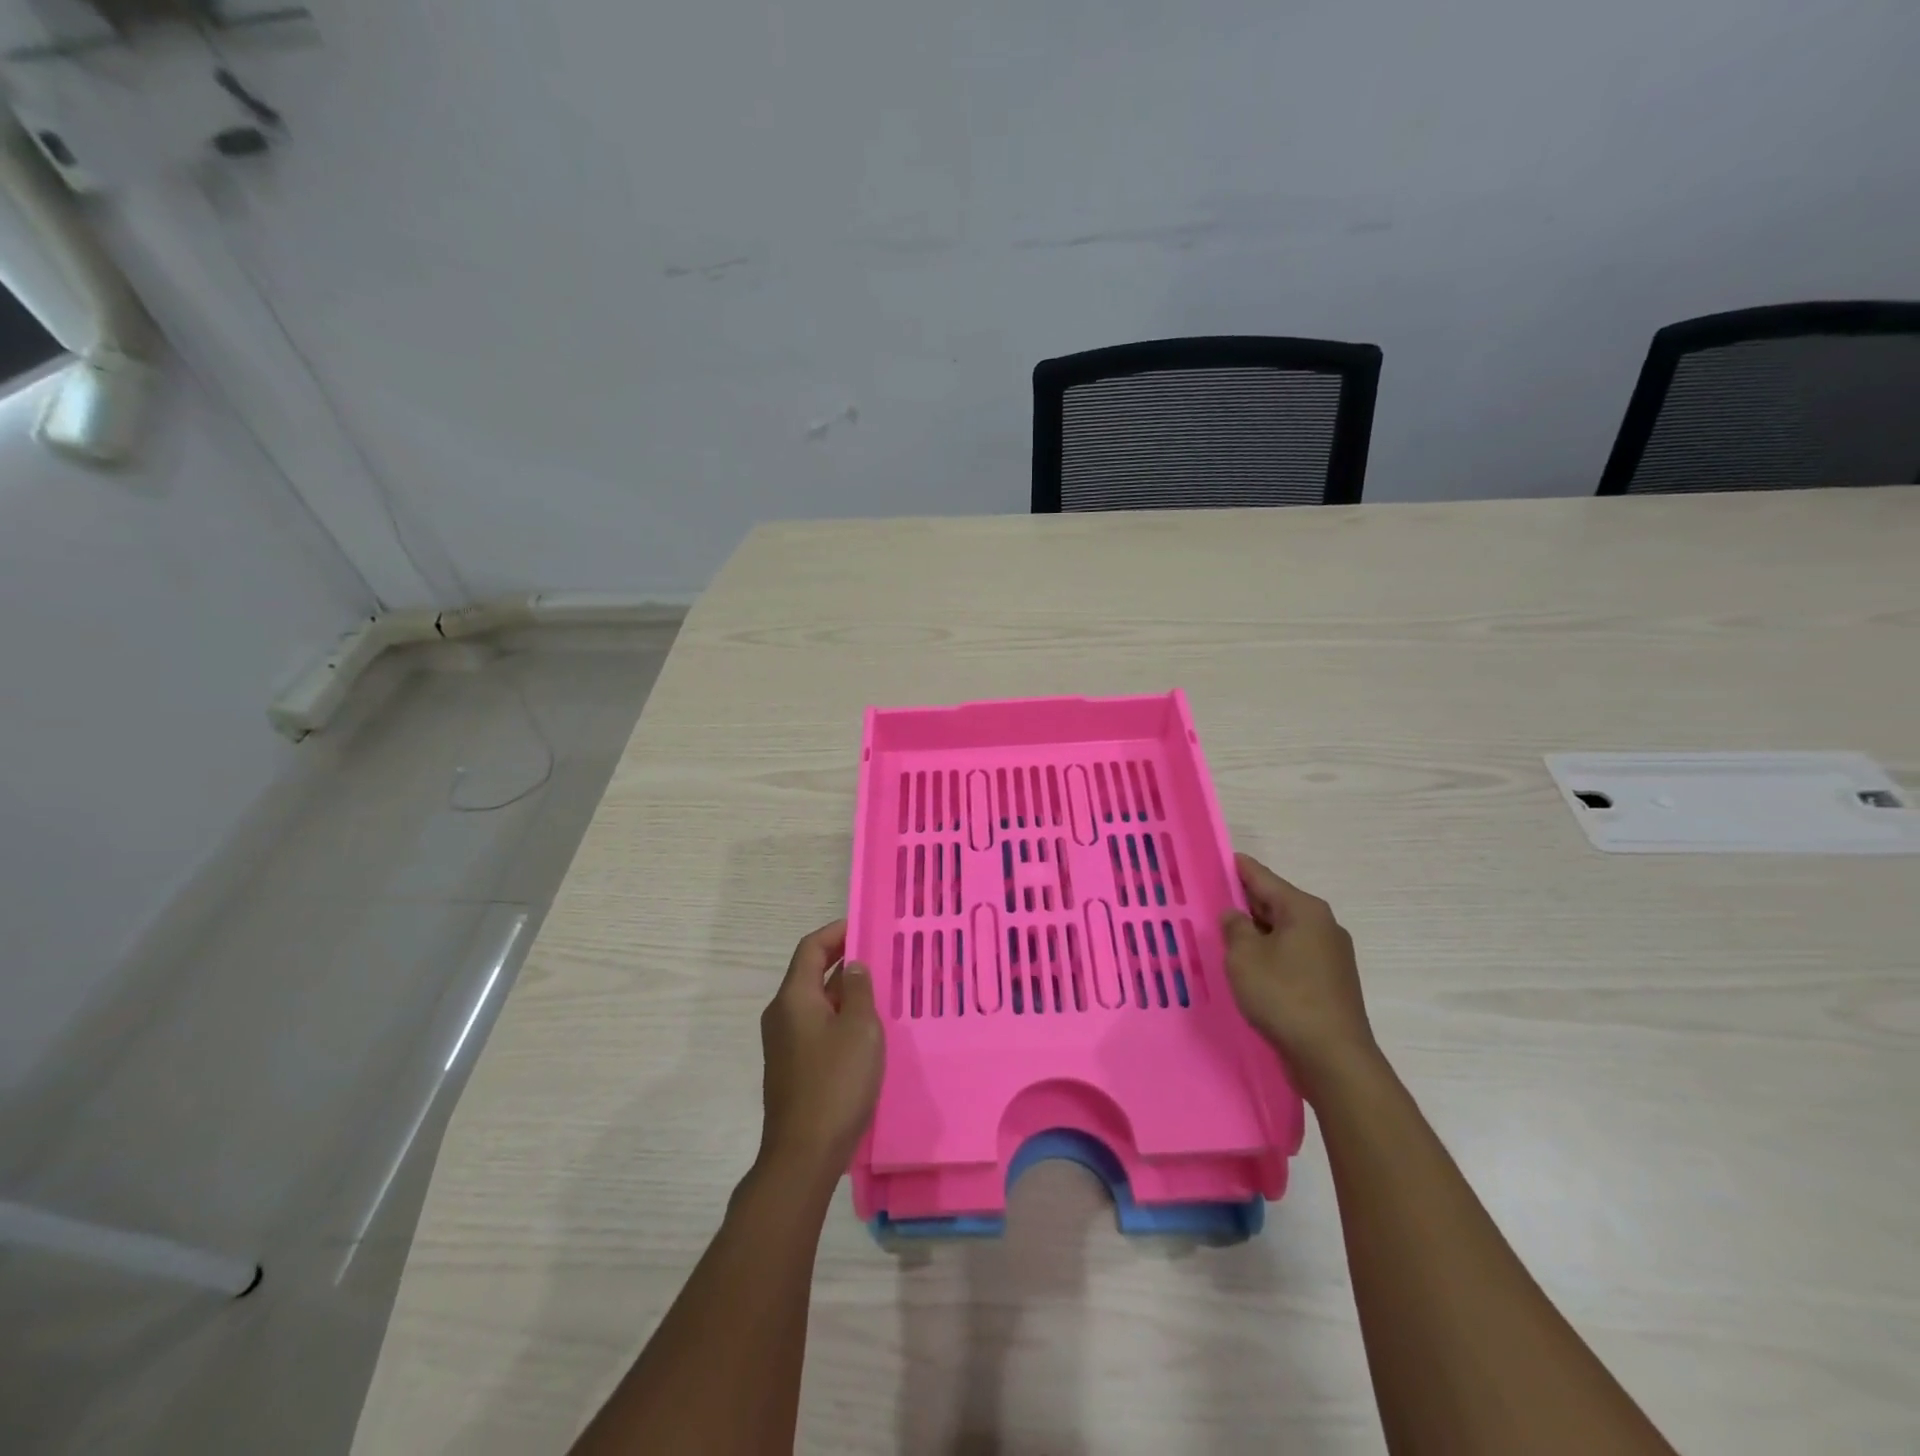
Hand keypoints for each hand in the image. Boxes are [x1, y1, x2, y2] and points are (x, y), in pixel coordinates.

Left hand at [757, 920, 884, 1178]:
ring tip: (878, 994)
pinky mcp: (790, 1066)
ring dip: (843, 993)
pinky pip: (814, 1027)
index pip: (811, 948)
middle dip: (843, 962)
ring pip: (814, 1002)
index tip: (864, 927)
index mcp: (794, 997)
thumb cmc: (836, 1083)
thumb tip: (853, 966)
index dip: (836, 932)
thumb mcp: (860, 1029)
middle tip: (879, 960)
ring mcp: (783, 1042)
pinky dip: (837, 1018)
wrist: (803, 1154)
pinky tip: (863, 1033)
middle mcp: (781, 1014)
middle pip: (810, 973)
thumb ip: (859, 990)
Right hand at [1221, 854, 1377, 1092]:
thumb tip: (1235, 916)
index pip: (1264, 878)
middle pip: (1276, 903)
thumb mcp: (1244, 957)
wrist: (1332, 1058)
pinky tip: (1252, 966)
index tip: (1222, 858)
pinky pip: (1293, 955)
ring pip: (1285, 932)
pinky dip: (1271, 954)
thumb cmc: (1284, 996)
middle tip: (1214, 899)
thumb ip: (1235, 928)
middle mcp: (1323, 925)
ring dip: (1258, 932)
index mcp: (1304, 910)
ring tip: (1227, 934)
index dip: (1240, 869)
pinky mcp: (1330, 983)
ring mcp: (1331, 955)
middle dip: (1247, 902)